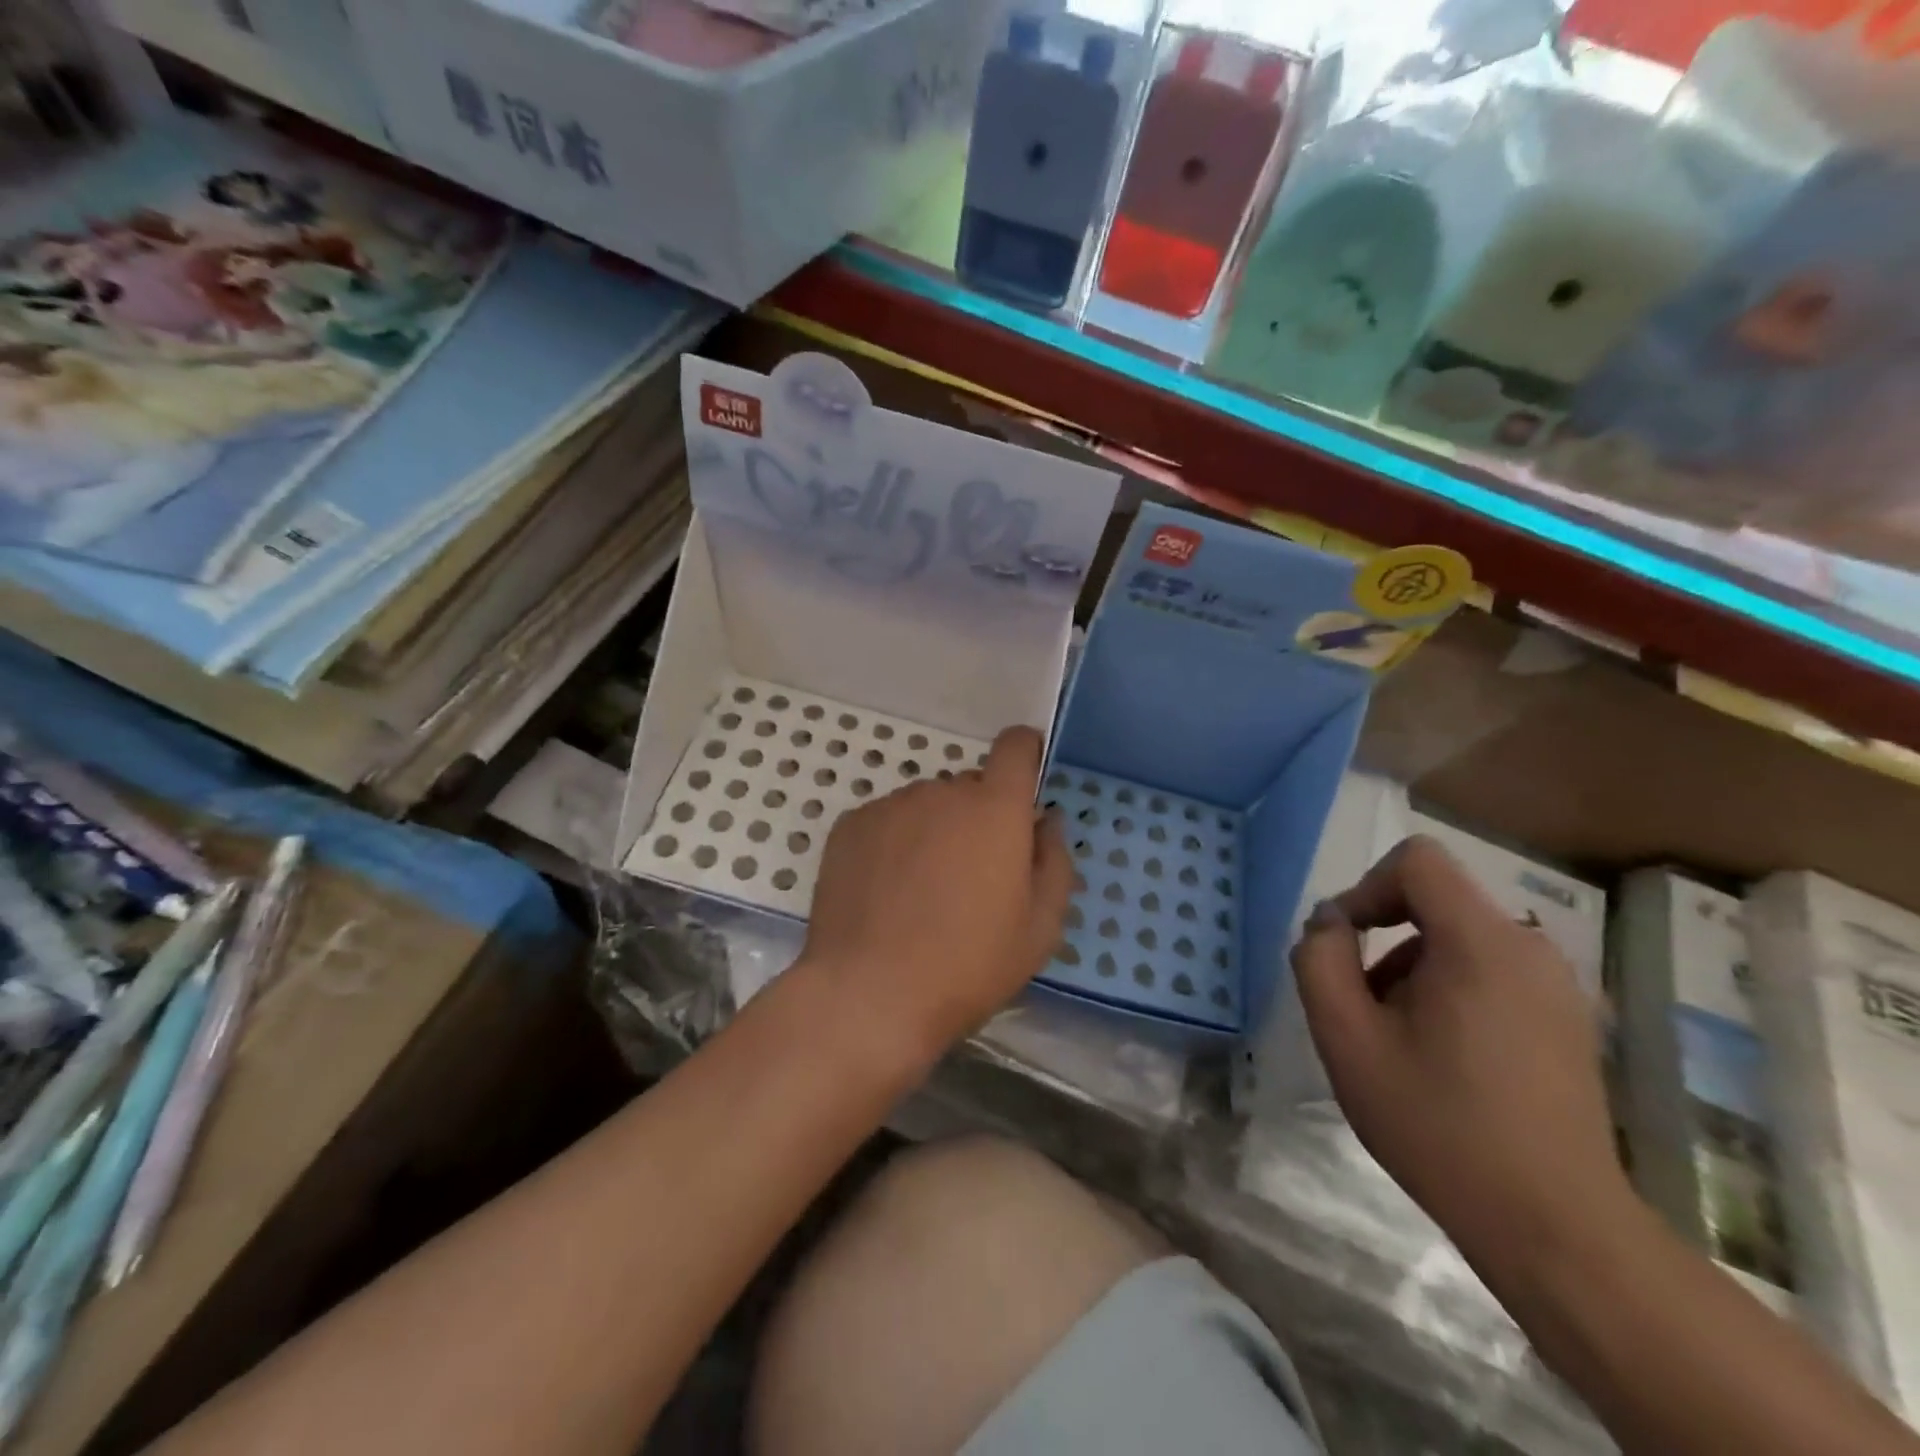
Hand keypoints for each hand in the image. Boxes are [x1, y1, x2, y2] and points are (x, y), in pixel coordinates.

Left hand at [796, 726, 1072, 1071]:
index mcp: (994, 809)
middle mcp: (941, 792)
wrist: (869, 994)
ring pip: (926, 806)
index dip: (1025, 754)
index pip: (1015, 747)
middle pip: (969, 788)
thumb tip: (1046, 823)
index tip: (1025, 782)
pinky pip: (886, 822)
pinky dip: (894, 844)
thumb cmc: (969, 965)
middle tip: (972, 877)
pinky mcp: (850, 826)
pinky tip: (886, 893)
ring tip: (922, 892)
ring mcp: (890, 806)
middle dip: (979, 818)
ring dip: (934, 831)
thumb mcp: (1040, 928)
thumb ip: (1054, 862)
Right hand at [1291, 835, 1630, 1272]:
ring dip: (1413, 971)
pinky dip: (1450, 991)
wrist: (1555, 1228)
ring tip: (1401, 1044)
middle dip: (1385, 943)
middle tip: (1365, 1010)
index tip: (1346, 944)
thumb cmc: (1437, 1125)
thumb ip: (1320, 960)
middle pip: (1435, 902)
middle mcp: (1530, 948)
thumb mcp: (1346, 1038)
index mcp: (1481, 943)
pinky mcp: (1568, 1019)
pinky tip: (1445, 1060)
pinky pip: (1491, 971)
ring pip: (1459, 939)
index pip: (1417, 861)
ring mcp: (1558, 985)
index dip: (1367, 887)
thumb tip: (1330, 922)